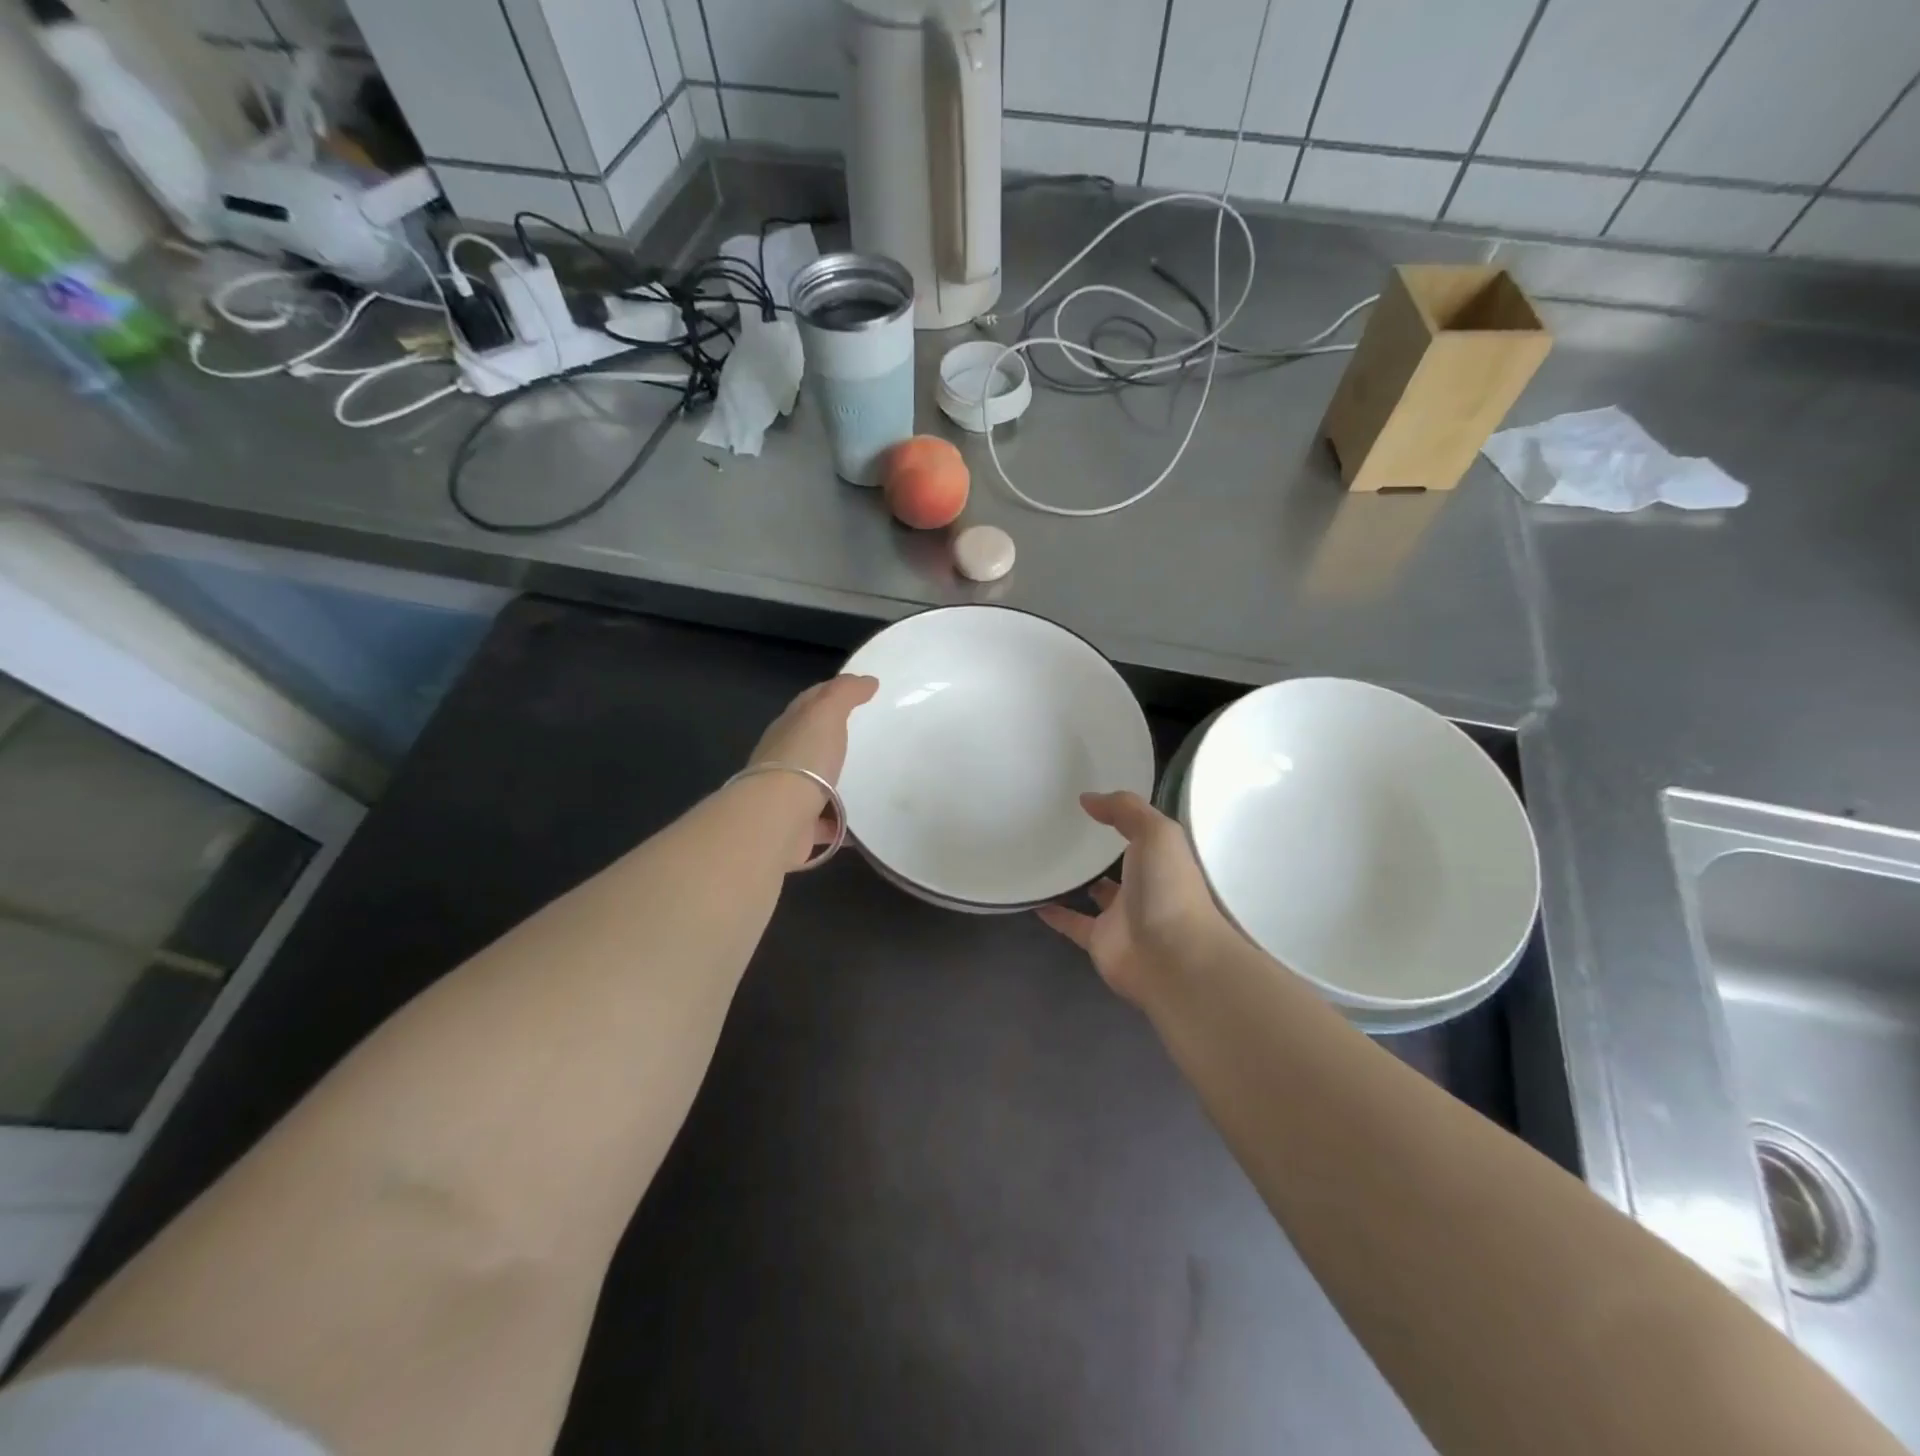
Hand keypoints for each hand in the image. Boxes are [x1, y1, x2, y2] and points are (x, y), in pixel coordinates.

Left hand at [746, 674, 878, 864]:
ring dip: (835, 782)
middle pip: (810, 742)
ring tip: (867, 781)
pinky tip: (860, 823)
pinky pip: (823, 822)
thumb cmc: (803, 758)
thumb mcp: (825, 713)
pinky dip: (838, 821)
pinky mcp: (797, 827)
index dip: (831, 693)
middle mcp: (783, 758)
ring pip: (815, 782)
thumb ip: (845, 694)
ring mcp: (787, 794)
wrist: (777, 818)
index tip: (860, 692)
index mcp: (788, 728)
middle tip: (866, 737)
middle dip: (832, 738)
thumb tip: (867, 681)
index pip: (809, 702)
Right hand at [1037, 791, 1227, 1005]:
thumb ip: (1125, 809)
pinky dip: (1055, 913)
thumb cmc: (1169, 888)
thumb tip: (1088, 798)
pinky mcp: (1100, 941)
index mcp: (1162, 860)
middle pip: (1121, 865)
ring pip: (1096, 895)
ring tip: (1048, 859)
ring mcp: (1122, 917)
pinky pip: (1073, 923)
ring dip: (1079, 881)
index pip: (1142, 835)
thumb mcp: (1156, 833)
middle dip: (1102, 851)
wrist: (1172, 958)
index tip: (1094, 802)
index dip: (1124, 818)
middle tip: (1066, 829)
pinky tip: (1034, 898)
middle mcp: (1145, 887)